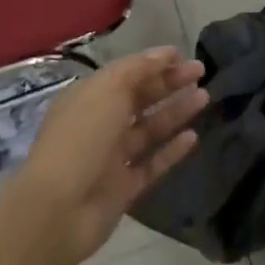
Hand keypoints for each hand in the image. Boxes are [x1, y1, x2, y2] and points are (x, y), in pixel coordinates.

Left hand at [6, 48, 207, 264]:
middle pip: (139, 99)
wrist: (59, 210)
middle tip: (201, 72)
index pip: (125, 74)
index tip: (183, 56)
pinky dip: (172, 150)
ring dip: (175, 112)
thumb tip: (165, 54)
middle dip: (169, 83)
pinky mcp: (124, 188)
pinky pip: (152, 164)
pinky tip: (193, 137)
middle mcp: (99, 125)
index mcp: (88, 99)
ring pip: (149, 129)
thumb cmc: (81, 139)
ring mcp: (111, 158)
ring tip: (205, 98)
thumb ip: (138, 69)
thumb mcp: (107, 90)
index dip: (153, 63)